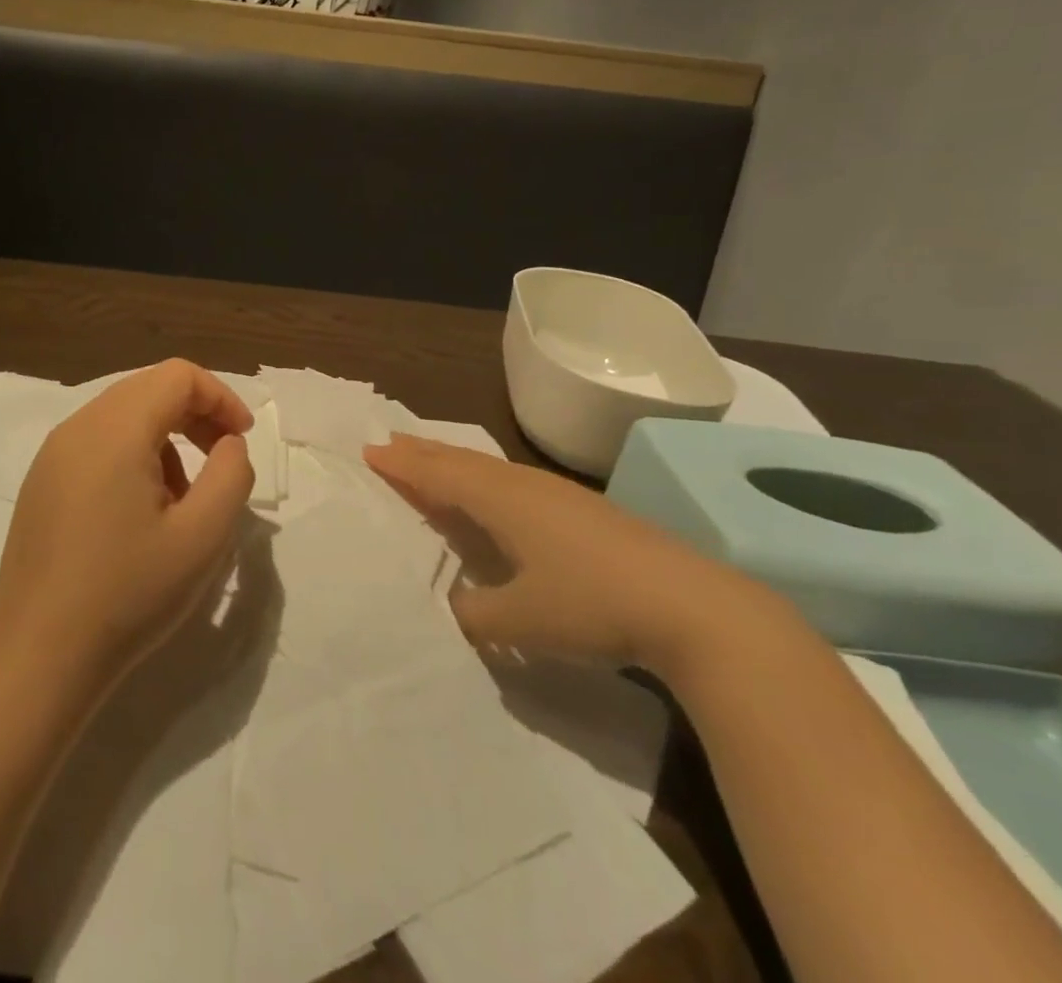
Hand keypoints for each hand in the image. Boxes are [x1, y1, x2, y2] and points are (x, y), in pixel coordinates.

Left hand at [0, 361, 255, 686]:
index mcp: (116, 429)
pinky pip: (98, 442)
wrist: (39, 655)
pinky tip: (140, 512)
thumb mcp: (203, 536)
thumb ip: (232, 474)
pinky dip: (134, 454)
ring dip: (166, 437)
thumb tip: (227, 443)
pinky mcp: (42, 481)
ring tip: (181, 499)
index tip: (242, 440)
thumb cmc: (127, 593)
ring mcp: (53, 453)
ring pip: (124, 415)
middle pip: (150, 388)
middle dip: (195, 414)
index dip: (221, 397)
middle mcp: (79, 426)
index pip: (179, 376)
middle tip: (222, 460)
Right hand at [364, 435, 764, 672]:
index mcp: (501, 499)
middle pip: (461, 459)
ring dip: (453, 462)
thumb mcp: (522, 620)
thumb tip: (447, 608)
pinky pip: (511, 481)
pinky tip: (494, 495)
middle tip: (390, 441)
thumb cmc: (593, 604)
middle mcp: (523, 485)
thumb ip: (473, 614)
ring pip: (488, 467)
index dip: (402, 465)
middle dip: (423, 452)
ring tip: (431, 460)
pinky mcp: (581, 510)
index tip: (369, 450)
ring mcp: (556, 494)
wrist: (692, 605)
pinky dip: (483, 479)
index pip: (438, 474)